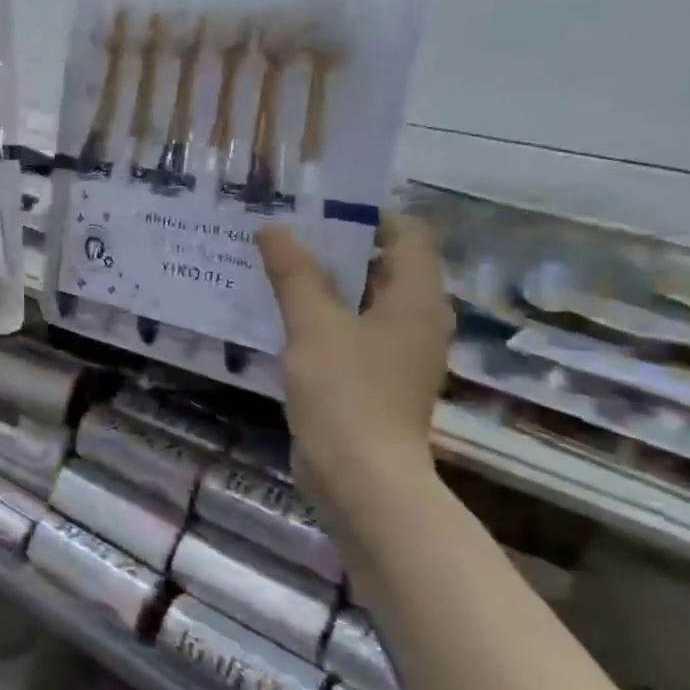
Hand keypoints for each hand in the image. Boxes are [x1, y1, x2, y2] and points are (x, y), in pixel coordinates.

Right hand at [258, 215, 452, 509]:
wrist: (360, 478)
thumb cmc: (345, 392)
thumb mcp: (313, 324)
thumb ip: (294, 273)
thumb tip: (273, 227)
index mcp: (417, 299)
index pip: (406, 234)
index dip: (365, 216)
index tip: (313, 210)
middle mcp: (415, 321)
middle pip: (380, 266)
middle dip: (332, 248)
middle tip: (281, 234)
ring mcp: (395, 353)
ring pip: (359, 301)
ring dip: (320, 284)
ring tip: (271, 268)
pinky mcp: (372, 380)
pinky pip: (347, 332)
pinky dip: (318, 318)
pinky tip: (278, 316)